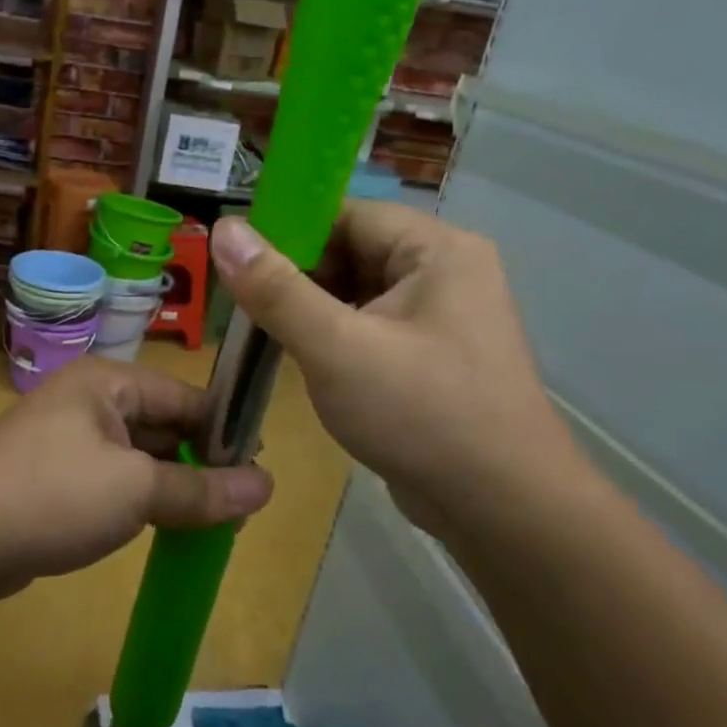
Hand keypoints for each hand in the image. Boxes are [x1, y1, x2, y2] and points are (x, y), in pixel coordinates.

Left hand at [0, 358, 273, 617]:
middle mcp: (91, 400)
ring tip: (214, 521)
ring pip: (141, 456)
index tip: (259, 473)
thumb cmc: (52, 496)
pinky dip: (142, 500)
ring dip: (173, 485)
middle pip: (165, 425)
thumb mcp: (136, 491)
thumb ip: (202, 489)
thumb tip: (267, 486)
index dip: (226, 433)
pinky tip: (166, 528)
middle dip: (201, 463)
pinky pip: (115, 480)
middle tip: (241, 507)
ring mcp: (70, 438)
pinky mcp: (58, 475)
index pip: (187, 397)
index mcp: (109, 381)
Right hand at [210, 204, 589, 542]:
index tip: (235, 263)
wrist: (502, 510)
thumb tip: (224, 229)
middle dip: (296, 278)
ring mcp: (442, 317)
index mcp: (436, 250)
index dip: (287, 233)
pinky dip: (333, 338)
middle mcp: (445, 272)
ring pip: (357, 294)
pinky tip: (300, 360)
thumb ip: (276, 289)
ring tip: (262, 335)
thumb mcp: (336, 348)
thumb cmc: (421, 415)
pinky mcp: (432, 356)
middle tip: (242, 308)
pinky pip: (370, 328)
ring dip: (310, 312)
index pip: (347, 215)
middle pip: (351, 252)